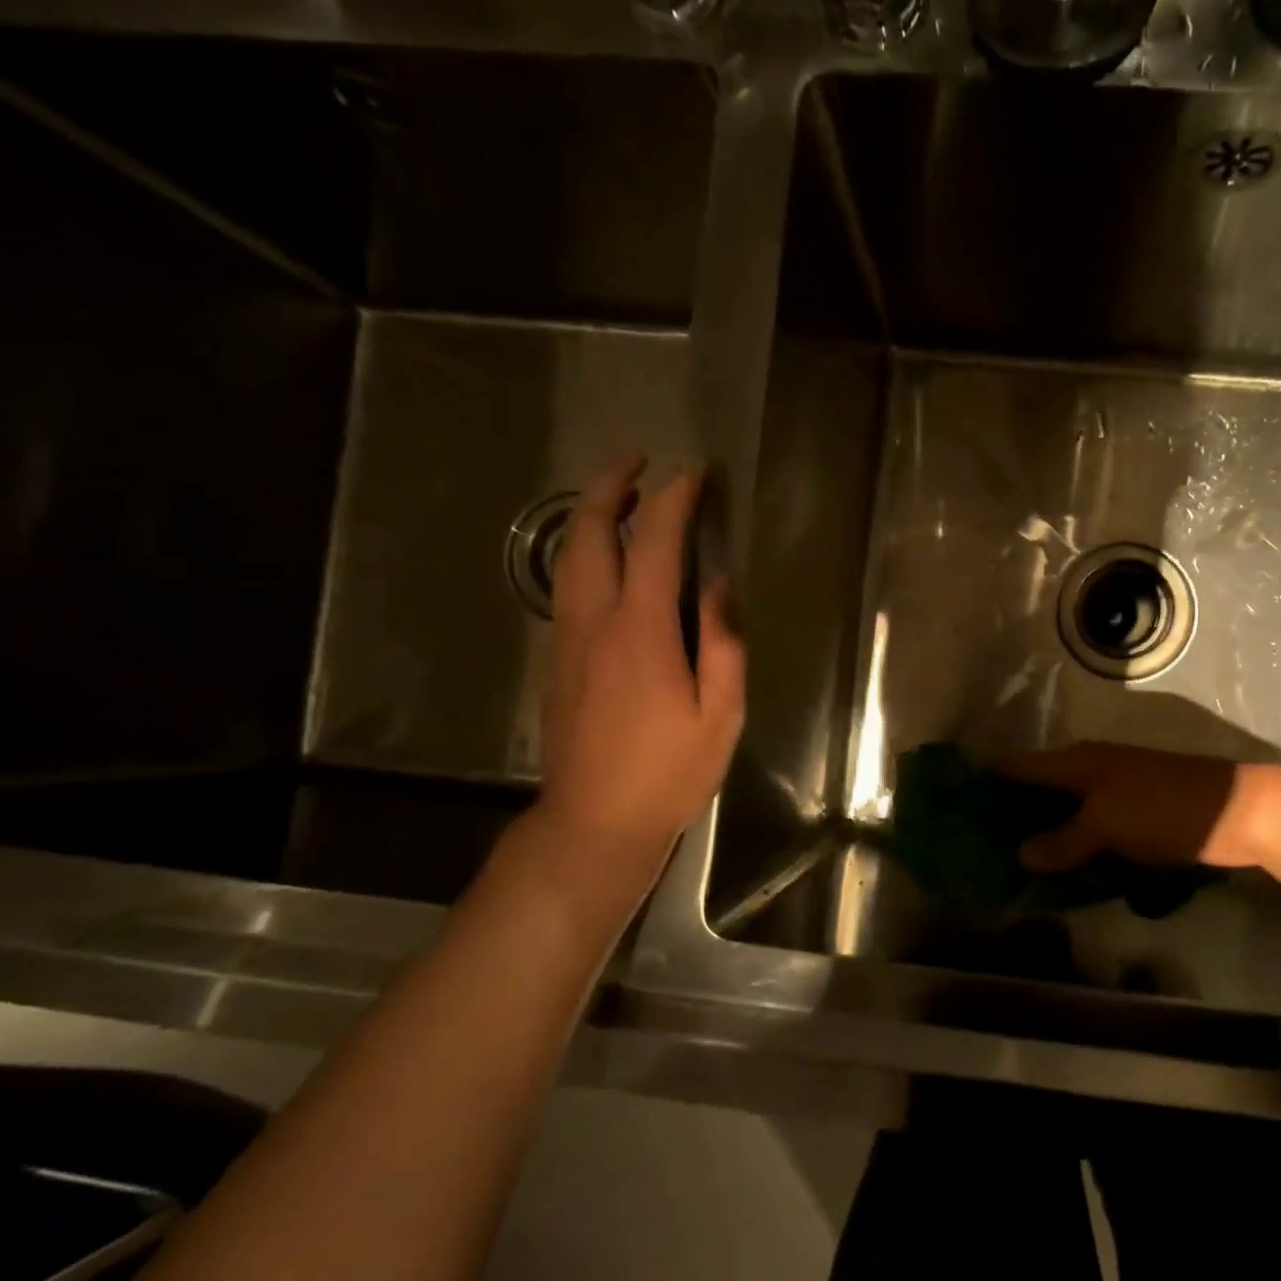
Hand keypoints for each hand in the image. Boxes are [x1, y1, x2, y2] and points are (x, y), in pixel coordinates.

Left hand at [527, 461, 745, 912]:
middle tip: (637, 460)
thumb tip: (720, 586)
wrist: (594, 820)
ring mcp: (567, 638)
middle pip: (588, 534)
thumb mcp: (720, 714)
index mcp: (642, 631)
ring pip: (568, 557)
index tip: (694, 473)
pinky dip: (585, 552)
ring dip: (591, 516)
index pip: (655, 543)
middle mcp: (595, 621)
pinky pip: (568, 586)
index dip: (674, 500)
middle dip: (610, 486)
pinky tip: (609, 558)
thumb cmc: (668, 771)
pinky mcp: (557, 658)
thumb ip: (723, 644)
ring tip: (622, 497)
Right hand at [996, 743, 1273, 871]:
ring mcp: (1114, 794)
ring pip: (1066, 814)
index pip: (1020, 768)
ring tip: (1015, 867)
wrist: (1238, 813)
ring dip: (1045, 836)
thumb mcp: (1107, 823)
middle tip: (982, 849)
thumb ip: (1063, 840)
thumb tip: (1022, 854)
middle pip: (1040, 791)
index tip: (959, 807)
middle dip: (1013, 816)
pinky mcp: (1135, 817)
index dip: (990, 783)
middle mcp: (1091, 772)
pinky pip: (1092, 832)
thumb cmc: (1164, 809)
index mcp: (1078, 762)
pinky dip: (1076, 847)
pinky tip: (1064, 872)